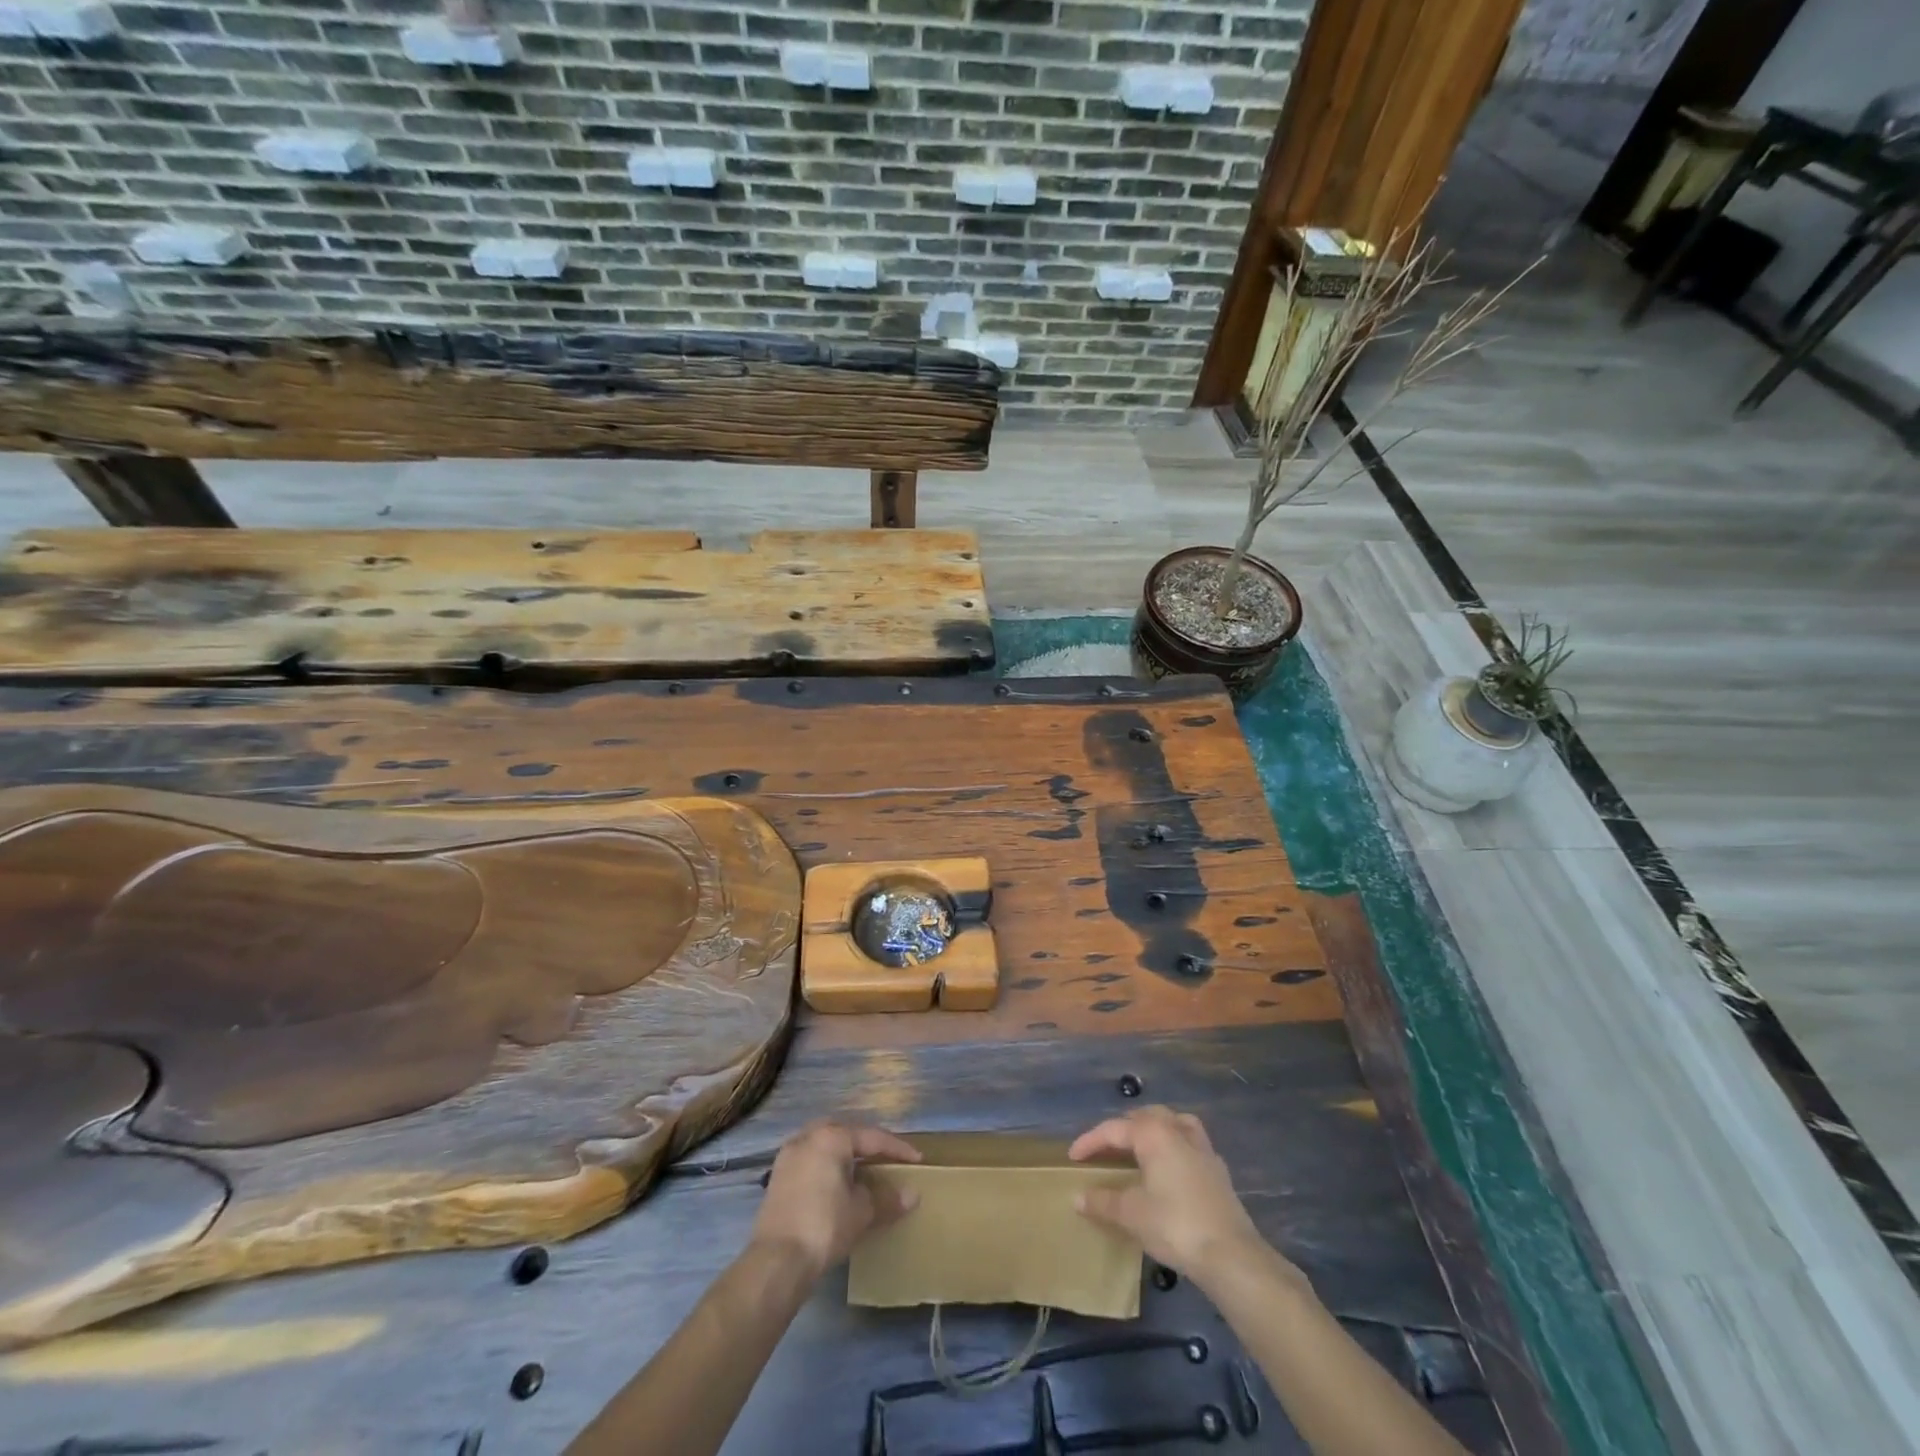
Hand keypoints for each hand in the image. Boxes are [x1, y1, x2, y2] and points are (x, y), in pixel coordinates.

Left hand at [749, 1120, 921, 1280]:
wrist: (776, 1262)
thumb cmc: (824, 1226)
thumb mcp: (861, 1212)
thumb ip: (887, 1198)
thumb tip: (912, 1195)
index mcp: (831, 1137)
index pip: (872, 1137)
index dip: (897, 1149)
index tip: (917, 1159)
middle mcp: (808, 1136)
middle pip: (846, 1134)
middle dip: (867, 1145)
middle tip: (887, 1159)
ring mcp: (789, 1156)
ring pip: (825, 1145)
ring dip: (845, 1155)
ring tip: (863, 1171)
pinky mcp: (778, 1177)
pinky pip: (811, 1160)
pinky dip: (828, 1167)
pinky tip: (837, 1185)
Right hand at [1069, 1106, 1275, 1289]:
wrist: (1231, 1255)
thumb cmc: (1175, 1225)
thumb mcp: (1131, 1215)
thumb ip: (1103, 1201)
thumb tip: (1078, 1197)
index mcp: (1153, 1133)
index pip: (1113, 1129)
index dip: (1090, 1141)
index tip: (1073, 1157)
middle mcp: (1177, 1131)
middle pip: (1146, 1117)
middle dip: (1123, 1128)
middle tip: (1106, 1149)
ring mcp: (1202, 1149)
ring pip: (1173, 1123)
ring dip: (1154, 1129)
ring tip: (1141, 1147)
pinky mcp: (1218, 1170)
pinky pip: (1190, 1143)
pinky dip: (1175, 1147)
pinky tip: (1172, 1169)